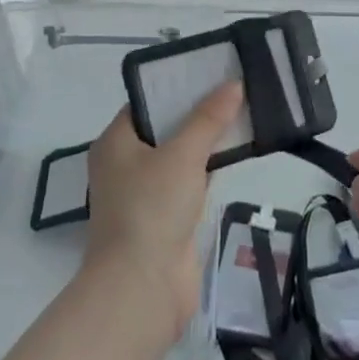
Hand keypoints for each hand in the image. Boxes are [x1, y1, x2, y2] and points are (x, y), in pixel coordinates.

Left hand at [84, 82, 239, 340]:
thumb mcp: (182, 155)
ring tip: (243, 112)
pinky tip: (237, 153)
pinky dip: (209, 168)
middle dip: (198, 111)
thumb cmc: (151, 209)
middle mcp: (125, 164)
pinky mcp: (165, 217)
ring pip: (180, 155)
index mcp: (115, 142)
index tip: (211, 70)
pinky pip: (190, 181)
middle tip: (234, 88)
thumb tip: (233, 84)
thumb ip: (208, 119)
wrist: (143, 289)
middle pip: (165, 127)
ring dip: (207, 140)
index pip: (146, 102)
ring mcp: (145, 193)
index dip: (176, 85)